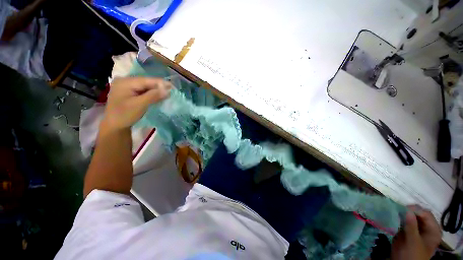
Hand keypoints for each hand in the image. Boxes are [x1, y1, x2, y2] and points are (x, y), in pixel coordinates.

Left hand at [102, 77, 170, 130]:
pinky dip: (151, 93)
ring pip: (145, 86)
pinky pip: (143, 90)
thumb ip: (153, 96)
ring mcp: (126, 86)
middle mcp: (125, 81)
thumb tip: (168, 90)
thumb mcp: (140, 105)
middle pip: (146, 82)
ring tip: (167, 93)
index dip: (161, 83)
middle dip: (159, 87)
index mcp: (125, 82)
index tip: (173, 87)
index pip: (147, 80)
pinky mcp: (129, 92)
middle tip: (172, 91)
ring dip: (156, 90)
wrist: (115, 125)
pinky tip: (158, 96)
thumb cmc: (125, 115)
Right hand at [392, 205, 441, 259]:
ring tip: (393, 212)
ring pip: (411, 217)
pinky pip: (405, 221)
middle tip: (396, 210)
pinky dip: (399, 219)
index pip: (426, 214)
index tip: (402, 209)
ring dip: (402, 214)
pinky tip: (393, 218)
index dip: (415, 210)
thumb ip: (411, 226)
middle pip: (418, 214)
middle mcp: (427, 227)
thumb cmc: (413, 255)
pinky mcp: (409, 231)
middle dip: (407, 211)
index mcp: (433, 229)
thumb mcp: (413, 242)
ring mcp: (418, 229)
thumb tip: (407, 210)